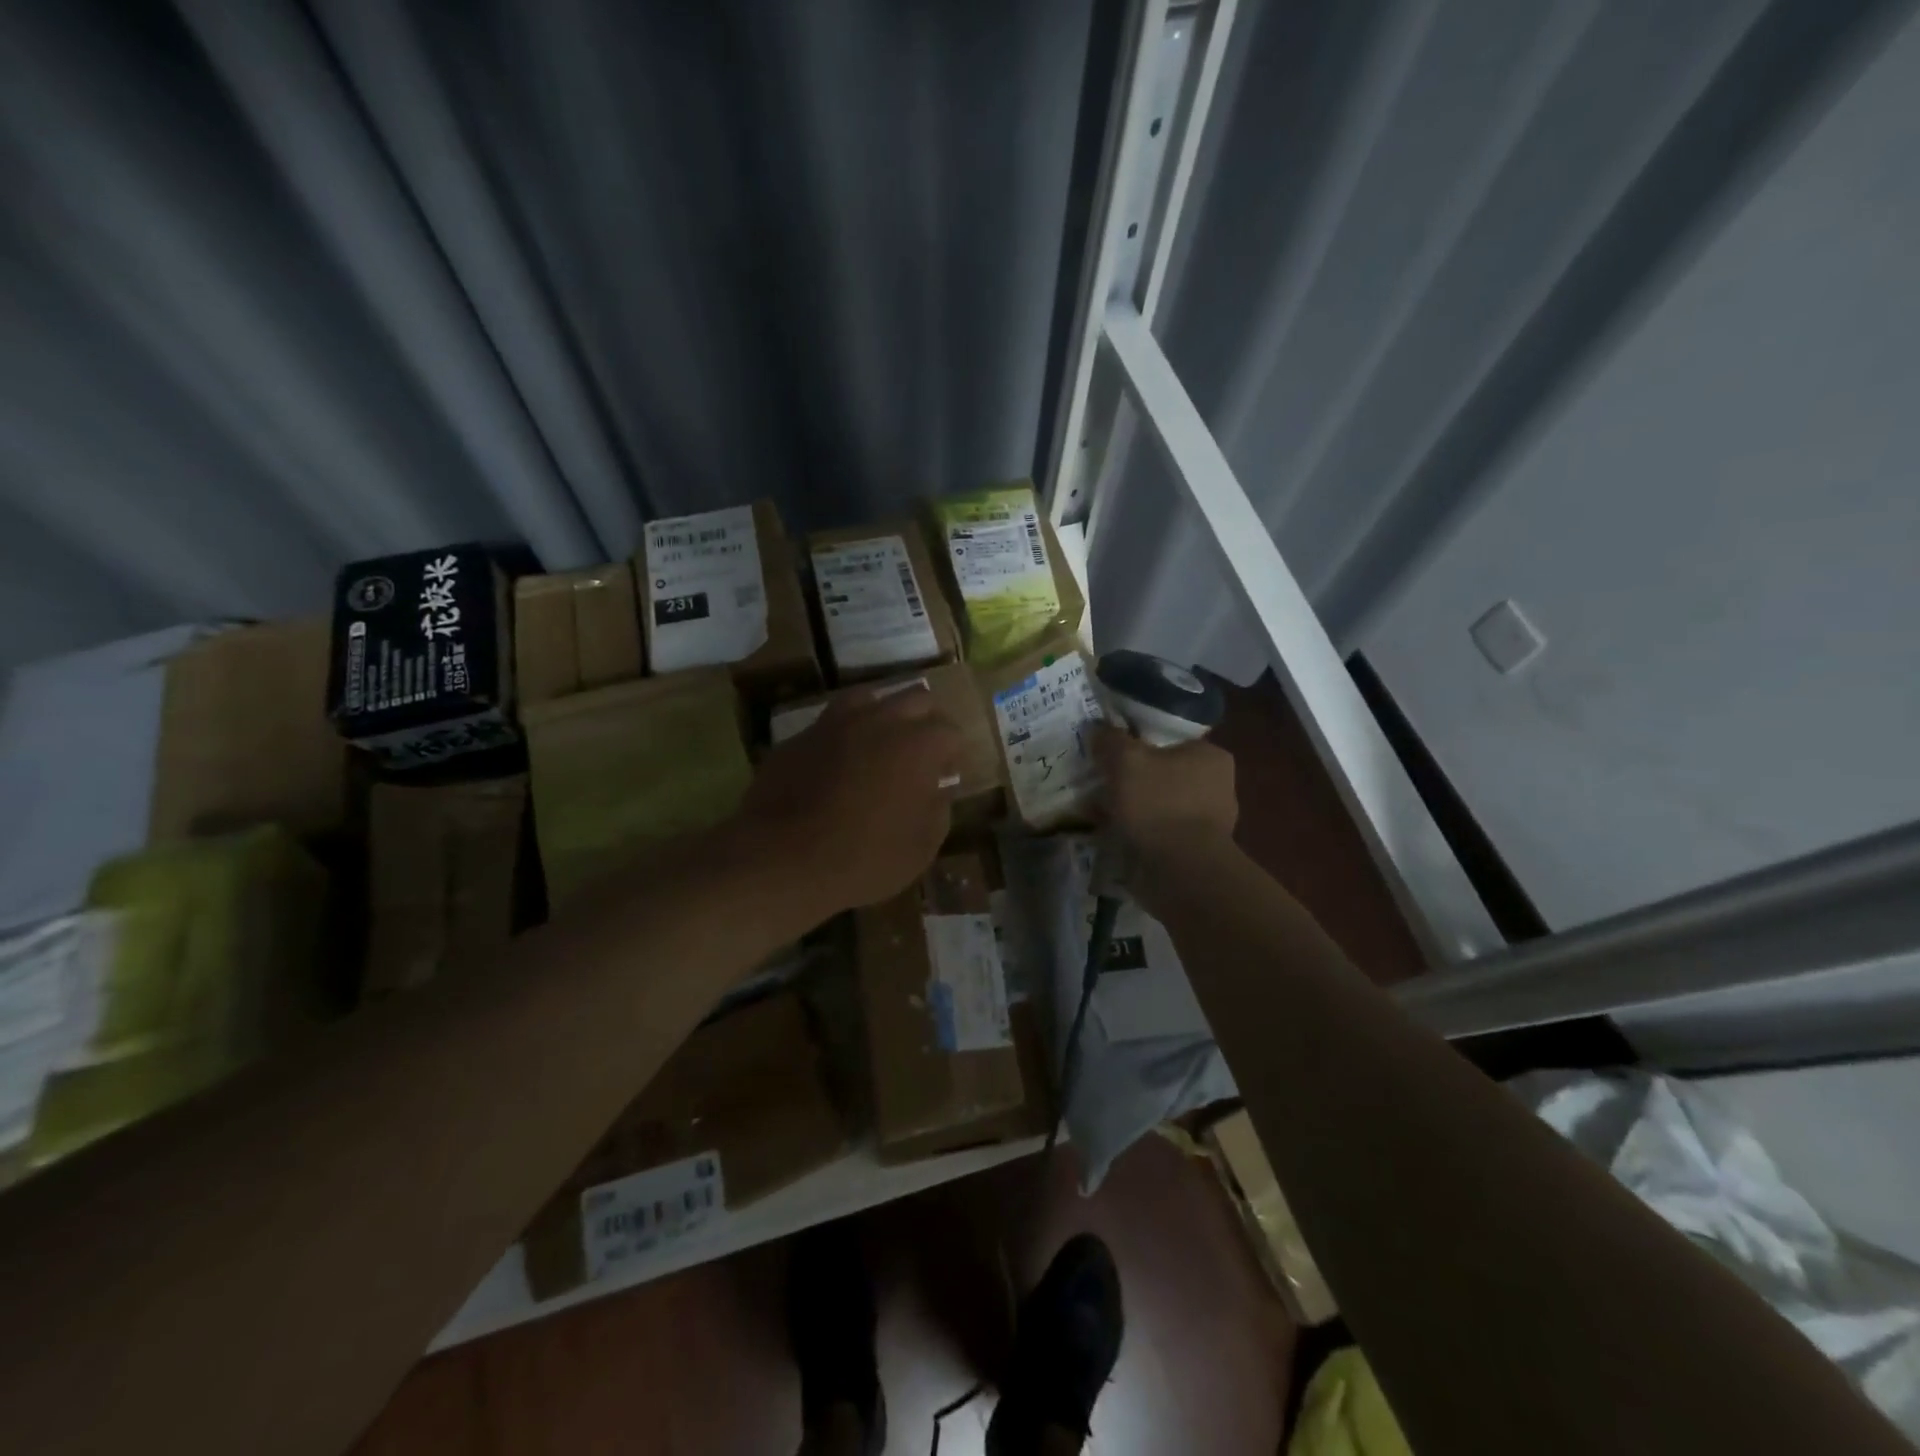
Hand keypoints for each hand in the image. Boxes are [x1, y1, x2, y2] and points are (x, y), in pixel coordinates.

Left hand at [740, 688, 964, 914]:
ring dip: (883, 714)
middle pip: (915, 699)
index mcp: (917, 744)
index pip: (950, 731)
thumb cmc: (864, 859)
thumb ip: (939, 809)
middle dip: (926, 720)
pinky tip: (839, 761)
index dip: (953, 752)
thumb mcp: (921, 847)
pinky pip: (831, 723)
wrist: (782, 860)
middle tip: (922, 751)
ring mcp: (834, 723)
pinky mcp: (799, 736)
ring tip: (881, 743)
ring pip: (869, 698)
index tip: (947, 774)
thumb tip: (939, 788)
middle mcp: (880, 720)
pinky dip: (844, 734)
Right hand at [1091, 722, 1237, 854]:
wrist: (1182, 872)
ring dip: (1129, 808)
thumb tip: (1099, 730)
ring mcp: (1206, 822)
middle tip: (1099, 783)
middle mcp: (1216, 786)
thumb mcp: (1126, 760)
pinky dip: (1134, 832)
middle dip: (1130, 780)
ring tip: (1096, 811)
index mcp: (1210, 756)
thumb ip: (1110, 740)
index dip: (1136, 742)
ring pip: (1155, 804)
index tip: (1110, 753)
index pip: (1169, 739)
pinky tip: (1109, 835)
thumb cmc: (1159, 805)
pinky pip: (1156, 833)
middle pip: (1160, 773)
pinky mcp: (1192, 851)